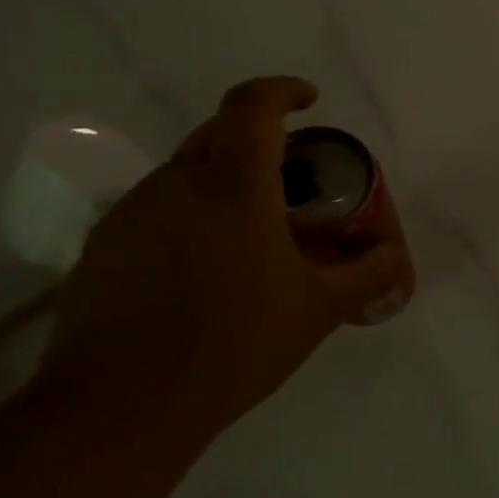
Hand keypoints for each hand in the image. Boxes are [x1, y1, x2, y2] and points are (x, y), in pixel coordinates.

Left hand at [38, 77, 407, 439]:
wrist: (121, 406)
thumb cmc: (234, 345)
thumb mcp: (318, 310)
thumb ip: (366, 274)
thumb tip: (394, 254)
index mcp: (233, 188)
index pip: (252, 107)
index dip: (282, 91)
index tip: (309, 100)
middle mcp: (176, 185)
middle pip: (219, 133)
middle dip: (261, 142)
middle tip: (294, 181)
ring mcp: (132, 214)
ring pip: (187, 173)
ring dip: (226, 183)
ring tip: (255, 233)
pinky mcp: (104, 246)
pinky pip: (159, 209)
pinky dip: (192, 216)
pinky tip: (208, 268)